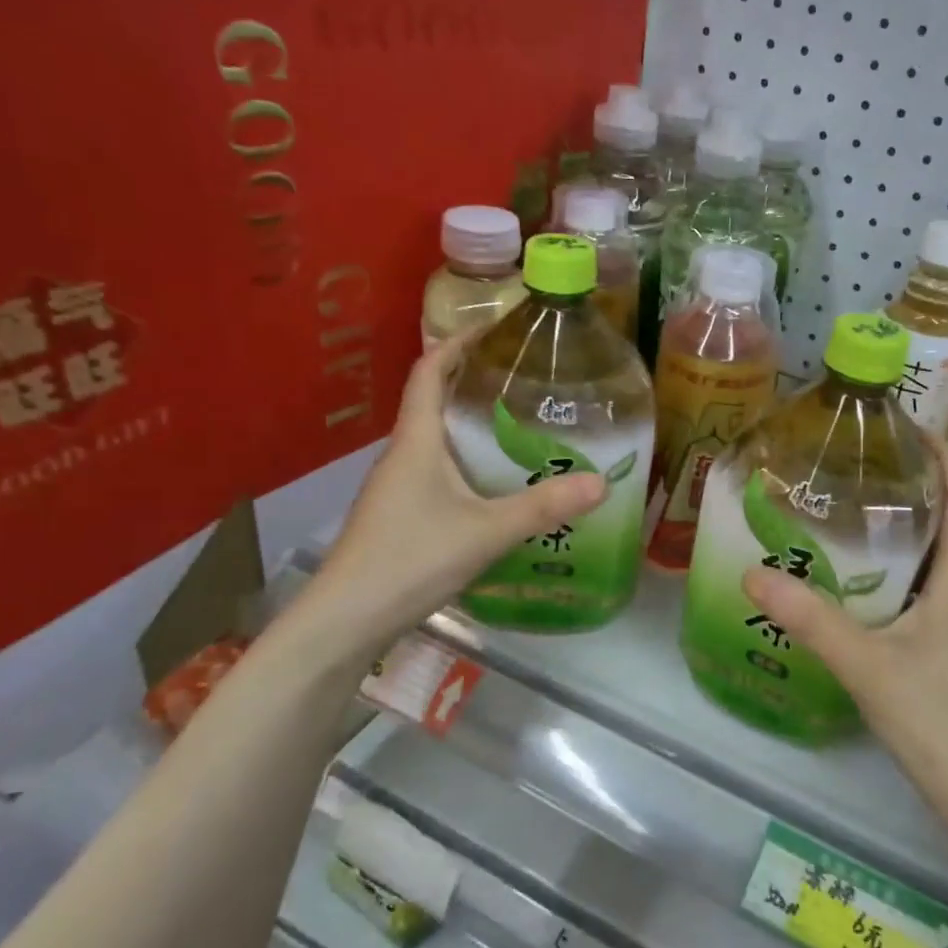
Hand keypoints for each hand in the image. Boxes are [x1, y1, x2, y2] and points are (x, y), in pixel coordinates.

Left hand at [310, 335, 604, 658]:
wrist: (346, 620)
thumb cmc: (409, 559)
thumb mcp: (485, 532)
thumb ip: (543, 507)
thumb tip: (602, 482)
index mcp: (417, 441)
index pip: (429, 371)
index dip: (457, 342)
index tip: (494, 327)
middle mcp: (404, 454)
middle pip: (435, 400)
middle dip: (474, 381)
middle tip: (526, 377)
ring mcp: (398, 487)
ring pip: (438, 439)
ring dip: (472, 423)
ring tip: (522, 424)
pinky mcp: (401, 514)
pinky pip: (439, 470)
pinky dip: (468, 460)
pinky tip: (497, 483)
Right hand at [741, 434, 947, 829]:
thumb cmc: (940, 721)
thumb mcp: (866, 664)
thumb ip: (810, 618)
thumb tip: (752, 570)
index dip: (946, 454)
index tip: (908, 425)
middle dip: (918, 485)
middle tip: (863, 465)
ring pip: (940, 558)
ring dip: (909, 528)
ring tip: (855, 512)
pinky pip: (929, 590)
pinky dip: (901, 569)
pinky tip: (861, 582)